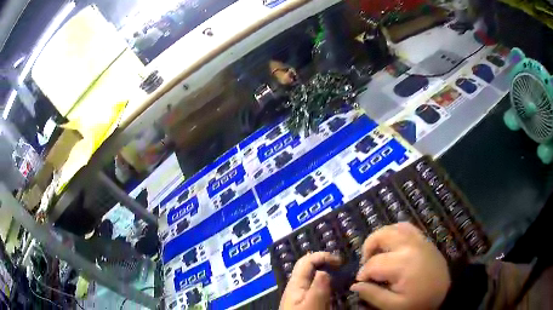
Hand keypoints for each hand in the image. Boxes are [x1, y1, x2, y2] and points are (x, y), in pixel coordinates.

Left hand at [279, 252, 340, 309]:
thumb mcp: (312, 304)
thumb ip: (318, 287)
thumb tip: (325, 271)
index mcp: (296, 283)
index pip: (307, 260)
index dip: (324, 256)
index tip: (341, 262)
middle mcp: (296, 286)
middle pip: (309, 267)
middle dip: (325, 263)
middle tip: (341, 267)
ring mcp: (299, 294)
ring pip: (312, 278)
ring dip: (326, 274)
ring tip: (340, 277)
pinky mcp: (303, 302)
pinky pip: (315, 288)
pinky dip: (325, 285)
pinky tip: (333, 291)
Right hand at [350, 223, 450, 309]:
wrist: (445, 293)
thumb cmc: (419, 302)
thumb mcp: (394, 306)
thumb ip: (373, 295)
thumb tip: (355, 285)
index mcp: (403, 263)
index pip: (373, 263)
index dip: (363, 273)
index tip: (361, 282)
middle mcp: (410, 246)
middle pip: (382, 235)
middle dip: (368, 248)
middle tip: (366, 264)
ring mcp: (419, 240)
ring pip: (394, 227)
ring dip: (381, 237)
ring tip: (377, 253)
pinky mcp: (425, 239)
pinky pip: (407, 227)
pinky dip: (395, 231)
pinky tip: (392, 245)